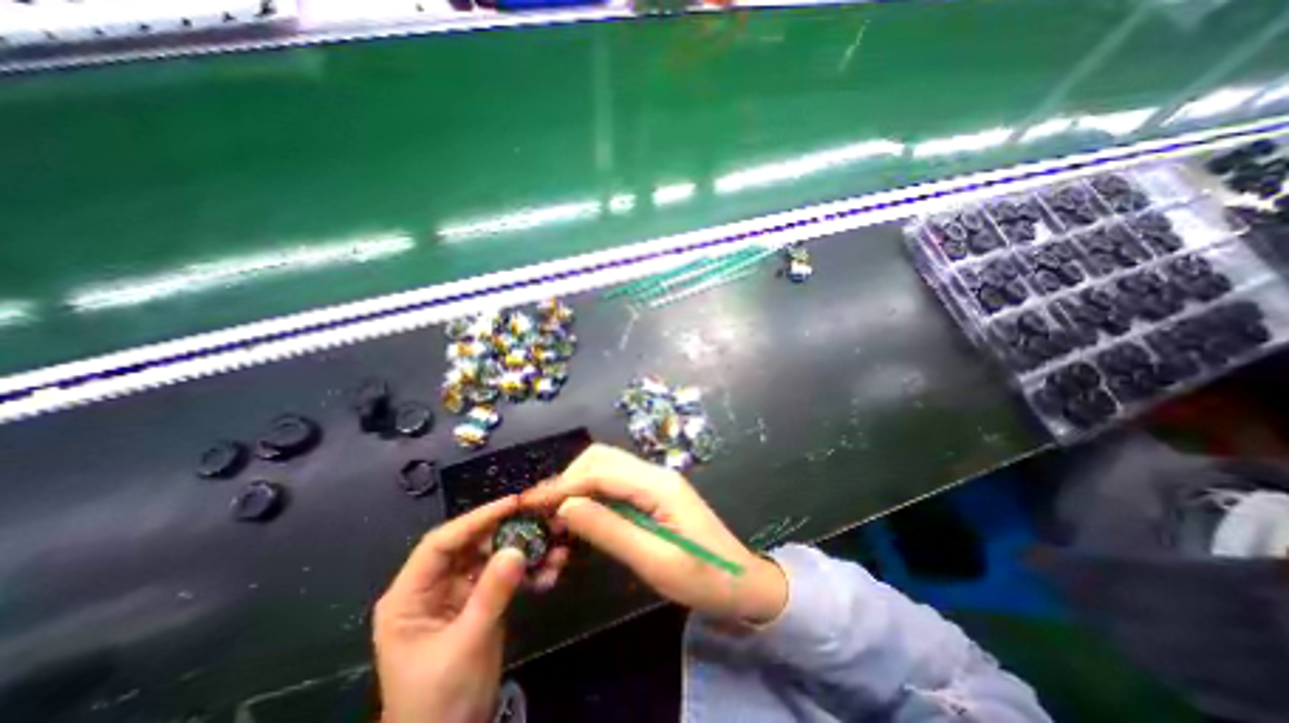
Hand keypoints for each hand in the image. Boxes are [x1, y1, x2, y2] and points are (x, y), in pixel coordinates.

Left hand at [377, 498, 571, 722]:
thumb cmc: (439, 702)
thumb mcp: (465, 646)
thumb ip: (491, 595)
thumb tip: (517, 549)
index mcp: (410, 595)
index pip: (441, 543)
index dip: (476, 519)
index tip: (513, 504)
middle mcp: (434, 586)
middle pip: (472, 544)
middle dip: (508, 531)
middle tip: (541, 518)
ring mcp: (459, 592)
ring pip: (493, 556)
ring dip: (524, 550)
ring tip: (554, 543)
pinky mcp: (481, 600)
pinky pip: (505, 575)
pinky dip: (528, 571)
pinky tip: (551, 569)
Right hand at [519, 443, 784, 623]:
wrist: (742, 581)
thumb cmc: (704, 578)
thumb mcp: (656, 561)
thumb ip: (610, 530)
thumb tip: (567, 507)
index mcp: (658, 484)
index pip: (601, 472)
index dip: (564, 485)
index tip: (531, 504)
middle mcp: (654, 473)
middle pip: (601, 459)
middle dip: (569, 480)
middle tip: (545, 513)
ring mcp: (655, 481)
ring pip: (606, 468)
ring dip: (579, 486)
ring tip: (558, 517)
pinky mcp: (654, 493)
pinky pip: (616, 483)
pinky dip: (593, 494)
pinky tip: (583, 518)